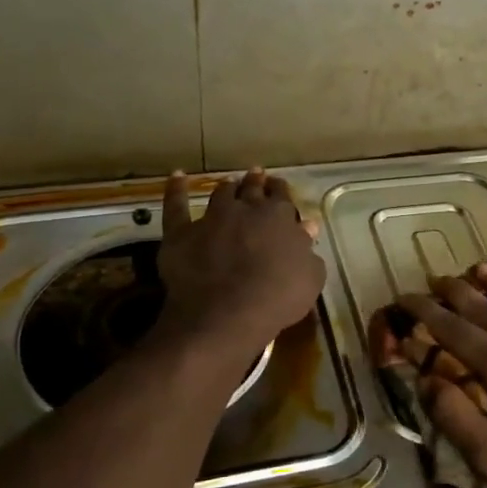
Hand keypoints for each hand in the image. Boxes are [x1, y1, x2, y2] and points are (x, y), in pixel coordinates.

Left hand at [159, 168, 324, 348]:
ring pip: (220, 194)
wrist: (227, 314)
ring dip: (227, 186)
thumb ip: (308, 250)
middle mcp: (246, 209)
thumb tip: (307, 227)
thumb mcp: (310, 277)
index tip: (279, 187)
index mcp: (279, 218)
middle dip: (256, 181)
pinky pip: (176, 206)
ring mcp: (212, 218)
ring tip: (229, 182)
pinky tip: (177, 176)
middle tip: (256, 174)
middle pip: (252, 189)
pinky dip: (176, 189)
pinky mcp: (182, 233)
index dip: (280, 191)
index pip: (282, 197)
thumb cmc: (277, 298)